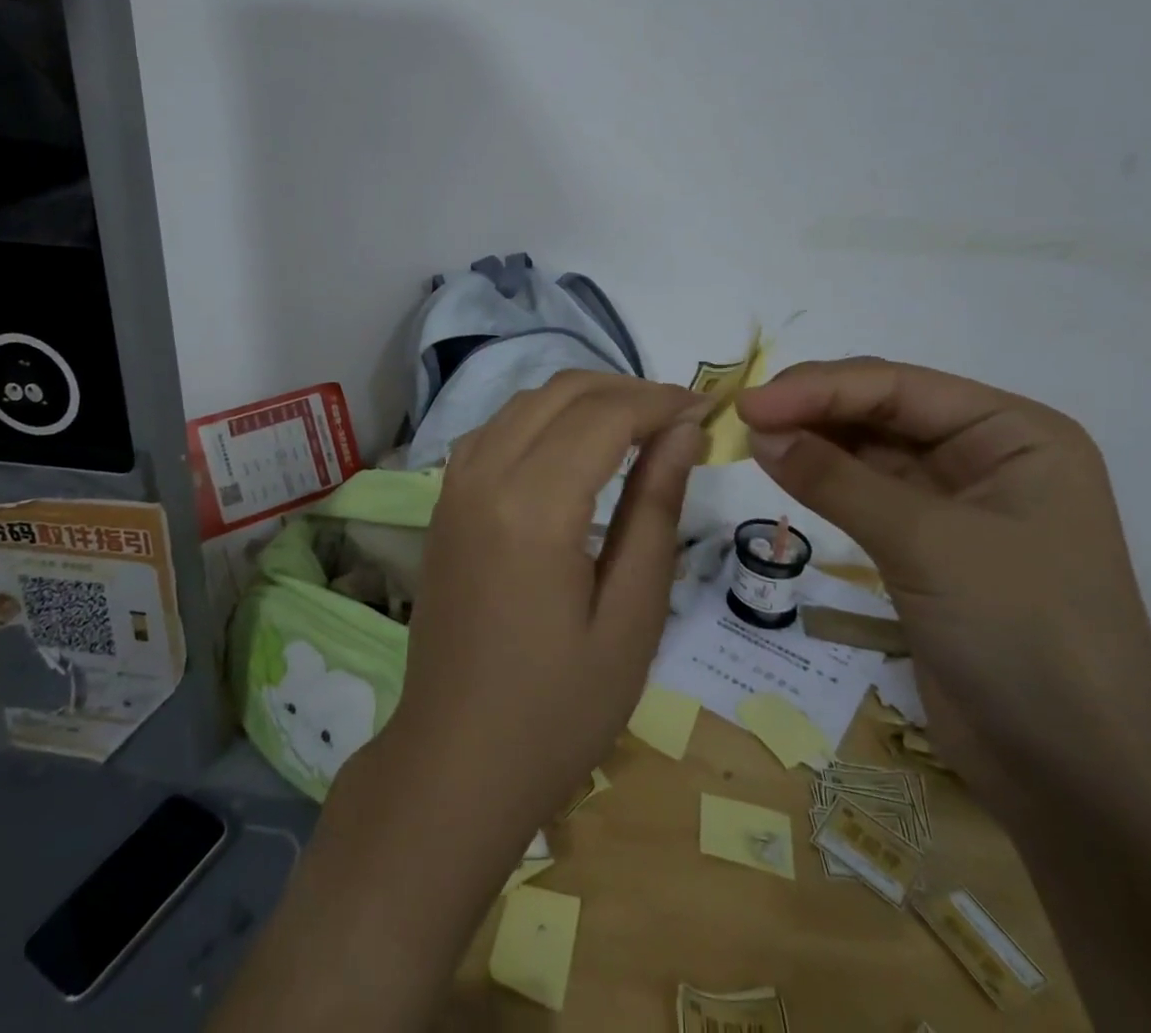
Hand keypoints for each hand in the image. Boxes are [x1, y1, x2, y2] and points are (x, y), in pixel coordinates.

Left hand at [367, 372, 704, 856]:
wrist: (455, 760)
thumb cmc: (558, 710)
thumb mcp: (631, 617)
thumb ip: (656, 511)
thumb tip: (684, 432)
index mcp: (533, 506)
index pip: (605, 414)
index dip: (660, 401)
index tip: (707, 412)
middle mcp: (485, 475)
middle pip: (561, 393)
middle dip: (626, 390)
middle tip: (679, 419)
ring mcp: (454, 485)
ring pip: (524, 402)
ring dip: (583, 399)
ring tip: (637, 428)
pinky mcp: (443, 502)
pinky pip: (495, 429)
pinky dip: (541, 418)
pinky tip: (570, 448)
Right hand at [738, 359, 1150, 815]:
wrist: (1078, 778)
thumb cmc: (1025, 636)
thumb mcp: (928, 545)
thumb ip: (836, 480)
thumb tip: (757, 430)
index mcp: (1014, 434)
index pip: (899, 387)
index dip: (818, 389)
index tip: (748, 404)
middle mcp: (987, 455)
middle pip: (882, 408)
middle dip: (812, 408)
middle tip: (743, 418)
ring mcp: (955, 501)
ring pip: (866, 448)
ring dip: (811, 440)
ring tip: (751, 439)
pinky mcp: (925, 544)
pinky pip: (862, 491)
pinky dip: (820, 479)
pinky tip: (780, 469)